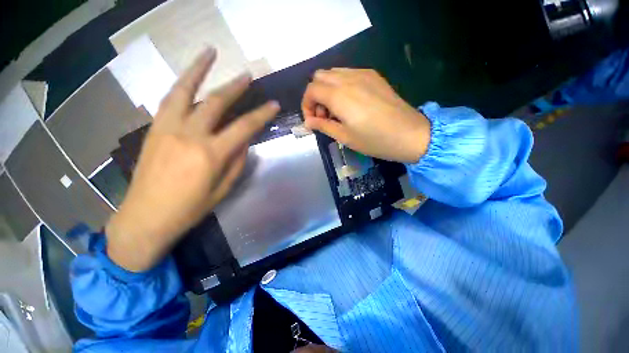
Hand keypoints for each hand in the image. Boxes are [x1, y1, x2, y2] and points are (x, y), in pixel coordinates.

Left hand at [106, 48, 279, 271]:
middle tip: (248, 76)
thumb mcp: (224, 188)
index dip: (262, 114)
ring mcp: (167, 128)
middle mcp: (190, 135)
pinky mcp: (154, 129)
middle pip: (217, 102)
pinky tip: (189, 78)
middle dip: (236, 87)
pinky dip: (181, 85)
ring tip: (210, 53)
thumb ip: (237, 161)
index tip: (274, 104)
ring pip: (185, 90)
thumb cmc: (190, 208)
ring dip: (199, 70)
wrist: (146, 217)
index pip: (244, 127)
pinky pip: (169, 100)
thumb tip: (243, 141)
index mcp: (211, 154)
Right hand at [302, 68, 429, 162]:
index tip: (312, 121)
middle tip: (324, 116)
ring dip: (328, 90)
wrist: (410, 134)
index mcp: (339, 95)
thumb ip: (323, 126)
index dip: (306, 105)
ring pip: (334, 73)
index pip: (311, 89)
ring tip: (337, 111)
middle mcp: (348, 78)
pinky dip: (341, 86)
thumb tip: (308, 122)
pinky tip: (350, 103)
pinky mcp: (374, 76)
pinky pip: (348, 74)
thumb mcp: (345, 137)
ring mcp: (363, 74)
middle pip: (319, 77)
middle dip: (315, 96)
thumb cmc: (374, 140)